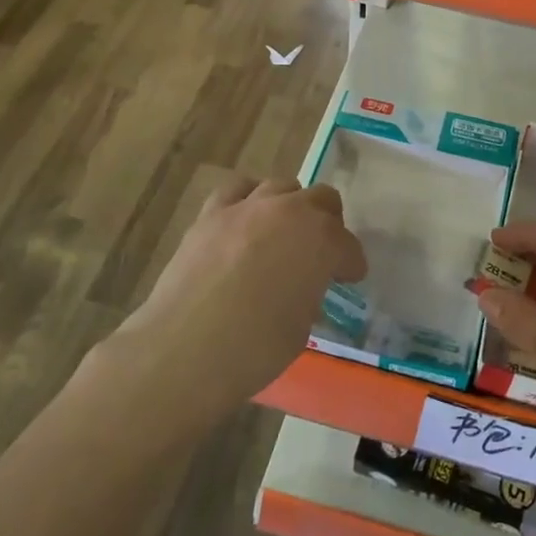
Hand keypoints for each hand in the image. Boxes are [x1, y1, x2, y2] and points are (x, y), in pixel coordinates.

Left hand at [120, 175, 365, 414]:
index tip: (348, 279)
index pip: (348, 246)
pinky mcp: (211, 213)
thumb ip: (309, 292)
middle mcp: (290, 212)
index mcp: (322, 242)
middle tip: (321, 252)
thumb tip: (301, 287)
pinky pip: (237, 189)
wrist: (184, 350)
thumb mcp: (301, 326)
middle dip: (328, 223)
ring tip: (283, 232)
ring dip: (290, 206)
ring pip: (282, 186)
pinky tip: (245, 220)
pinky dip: (248, 199)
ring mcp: (248, 207)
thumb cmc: (254, 349)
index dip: (351, 264)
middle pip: (322, 199)